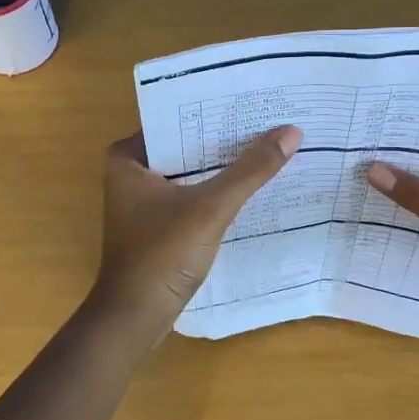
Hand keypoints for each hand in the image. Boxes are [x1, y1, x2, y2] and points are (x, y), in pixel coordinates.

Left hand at [92, 125, 302, 338]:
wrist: (135, 319)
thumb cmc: (161, 255)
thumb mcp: (210, 208)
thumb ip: (250, 171)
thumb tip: (291, 131)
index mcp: (127, 158)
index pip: (176, 119)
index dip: (214, 110)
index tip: (252, 100)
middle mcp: (130, 174)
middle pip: (186, 146)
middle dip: (224, 139)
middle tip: (269, 120)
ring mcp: (143, 202)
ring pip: (191, 173)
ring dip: (223, 167)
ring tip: (268, 146)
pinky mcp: (158, 226)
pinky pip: (192, 196)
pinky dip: (216, 193)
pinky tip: (251, 186)